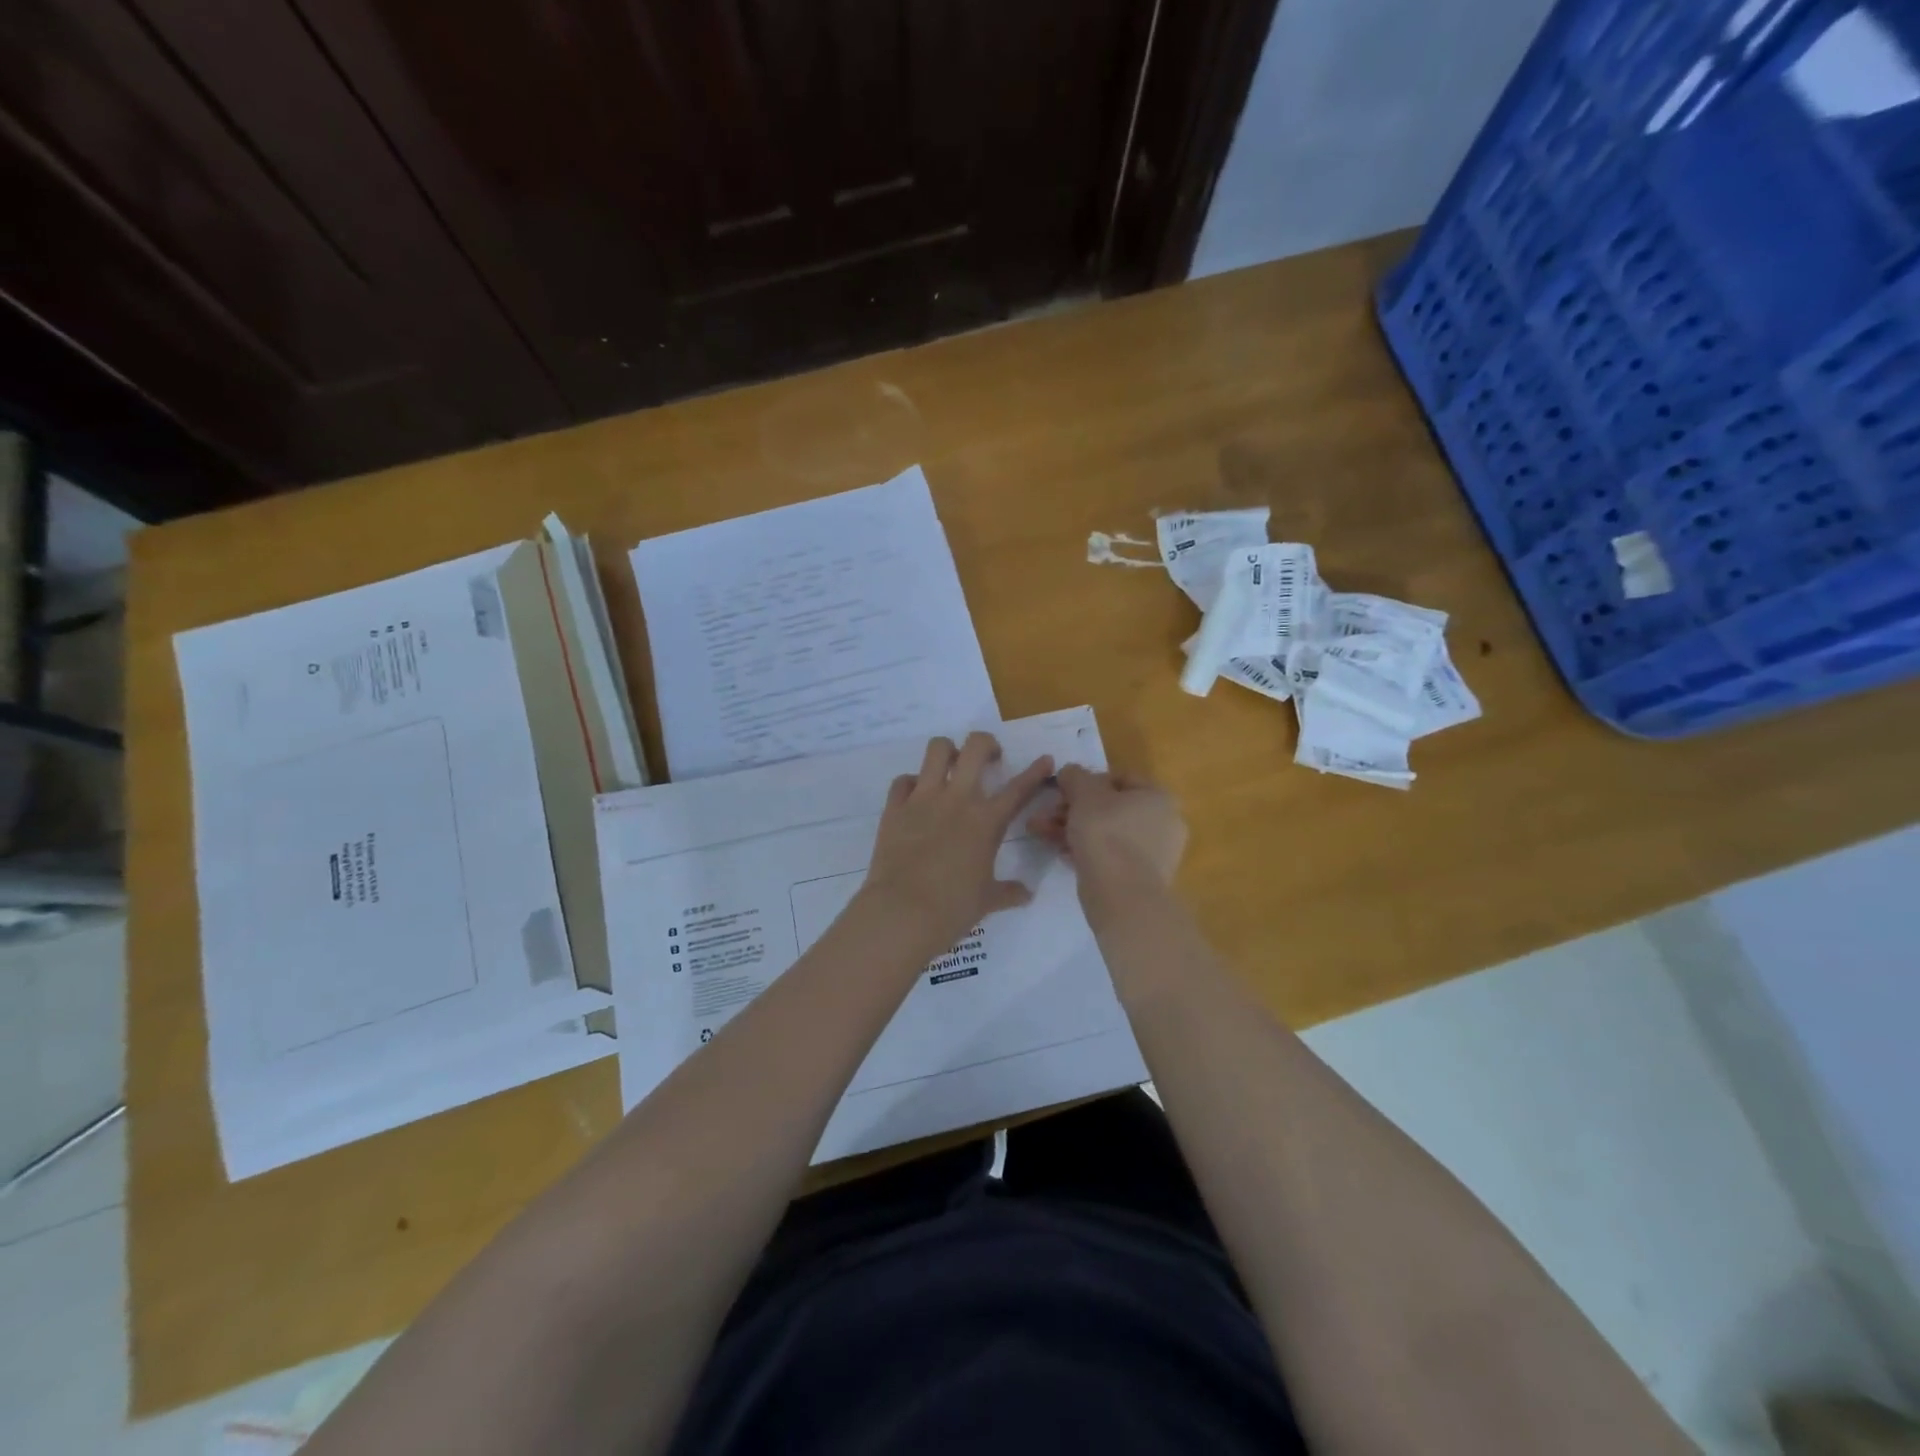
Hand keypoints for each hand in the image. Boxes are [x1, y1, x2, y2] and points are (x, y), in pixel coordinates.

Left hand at [859, 733, 1055, 953]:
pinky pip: (903, 780)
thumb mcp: (988, 900)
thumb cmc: (953, 908)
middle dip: (986, 745)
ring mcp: (923, 799)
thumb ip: (1009, 892)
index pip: (1019, 788)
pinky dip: (911, 784)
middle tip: (989, 759)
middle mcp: (957, 799)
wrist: (903, 912)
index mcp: (987, 820)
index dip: (1036, 771)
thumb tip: (1027, 894)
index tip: (1045, 760)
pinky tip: (916, 797)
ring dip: (947, 752)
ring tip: (951, 767)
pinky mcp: (895, 808)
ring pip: (936, 749)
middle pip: (975, 747)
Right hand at [1028, 765, 1186, 895]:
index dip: (1087, 781)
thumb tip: (1070, 772)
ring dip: (1073, 829)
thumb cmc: (1107, 833)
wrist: (1122, 896)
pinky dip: (1086, 850)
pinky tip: (1060, 853)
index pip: (1120, 778)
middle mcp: (1164, 822)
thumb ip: (1075, 777)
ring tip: (1040, 833)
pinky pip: (1110, 855)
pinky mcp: (1140, 878)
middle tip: (1045, 814)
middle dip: (1073, 809)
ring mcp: (1155, 853)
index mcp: (1159, 797)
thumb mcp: (1084, 795)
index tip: (1062, 790)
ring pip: (1107, 832)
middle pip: (1110, 807)